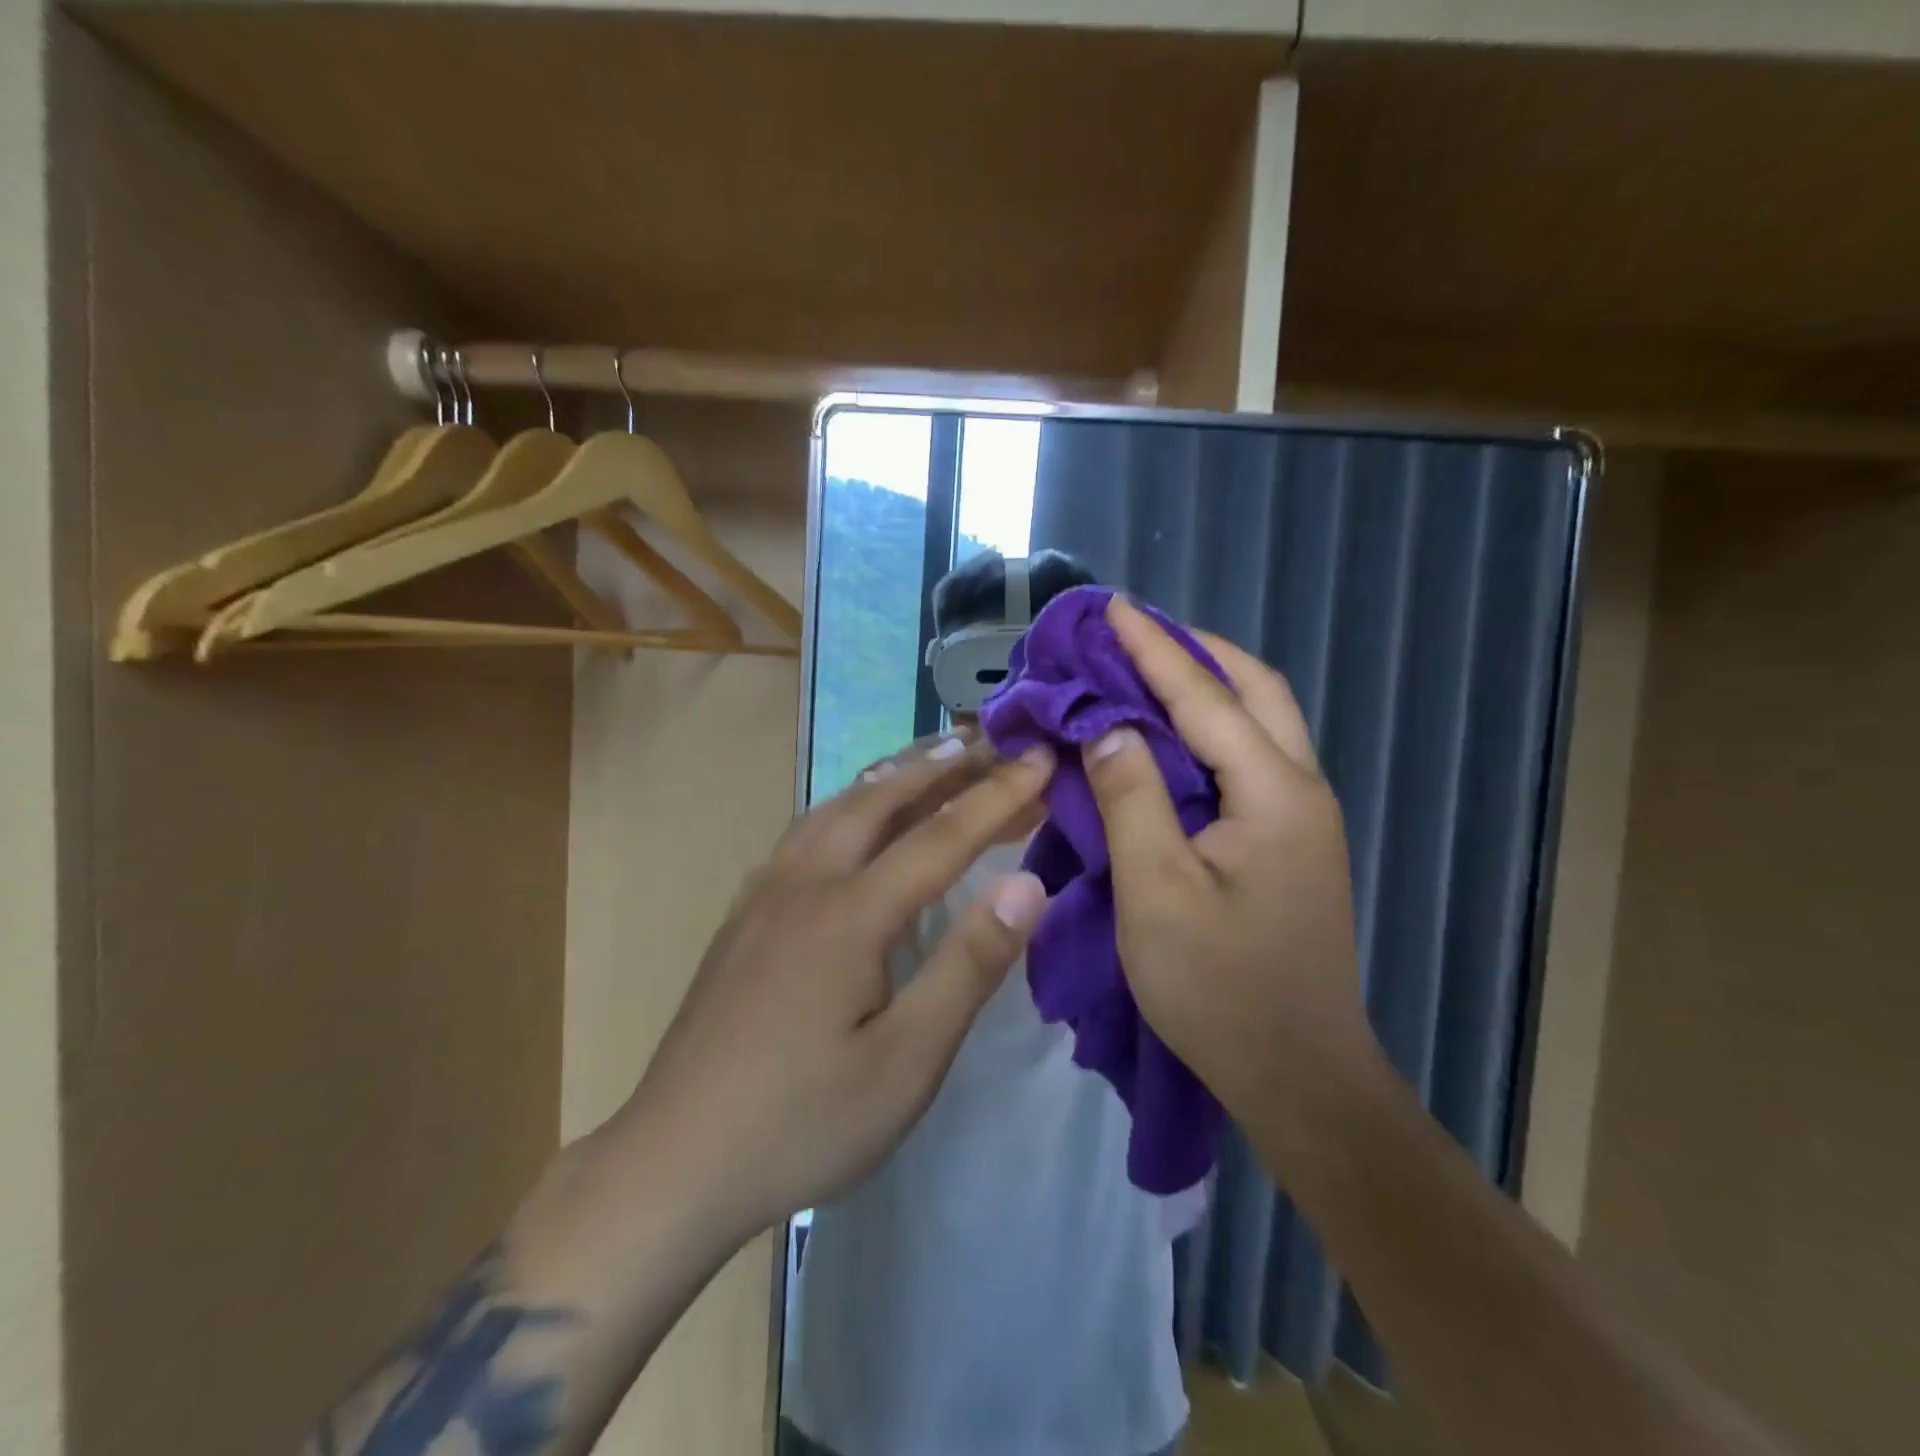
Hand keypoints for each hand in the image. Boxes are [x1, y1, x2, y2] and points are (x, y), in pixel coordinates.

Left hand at [620, 732, 1054, 1240]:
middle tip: (991, 740)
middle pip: (882, 798)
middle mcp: (805, 882)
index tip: (1041, 757)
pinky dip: (847, 805)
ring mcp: (765, 893)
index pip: (942, 836)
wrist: (672, 1163)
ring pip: (836, 807)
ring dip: (891, 775)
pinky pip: (805, 832)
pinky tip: (854, 818)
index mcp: (850, 913)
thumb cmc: (803, 1121)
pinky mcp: (744, 914)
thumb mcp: (907, 1061)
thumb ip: (969, 966)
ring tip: (933, 757)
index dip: (999, 795)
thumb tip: (1028, 885)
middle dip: (943, 765)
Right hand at [1084, 595, 1374, 1117]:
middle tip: (1131, 635)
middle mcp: (1300, 789)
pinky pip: (1249, 757)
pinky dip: (1209, 727)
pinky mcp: (1289, 842)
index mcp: (1273, 794)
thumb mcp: (1156, 893)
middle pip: (1255, 690)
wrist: (1300, 1077)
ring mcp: (1301, 817)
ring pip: (1260, 720)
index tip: (1111, 608)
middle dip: (1194, 650)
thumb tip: (1106, 727)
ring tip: (1144, 670)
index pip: (1205, 697)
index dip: (1152, 649)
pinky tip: (1167, 737)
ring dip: (1206, 684)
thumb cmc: (1220, 990)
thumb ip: (1130, 800)